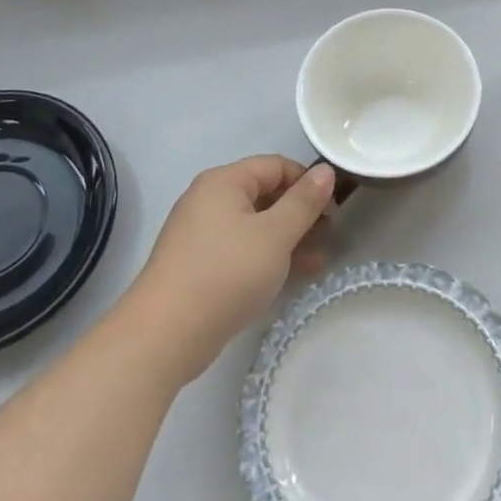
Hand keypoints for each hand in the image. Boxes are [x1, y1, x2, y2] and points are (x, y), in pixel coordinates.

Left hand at [127, 156, 335, 384]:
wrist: (166, 335)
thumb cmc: (227, 273)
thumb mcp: (275, 235)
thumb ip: (304, 202)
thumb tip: (325, 171)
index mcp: (224, 182)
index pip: (275, 165)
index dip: (308, 181)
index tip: (334, 207)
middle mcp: (208, 200)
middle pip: (265, 193)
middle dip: (300, 211)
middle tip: (330, 232)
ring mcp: (201, 234)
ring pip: (256, 225)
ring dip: (289, 236)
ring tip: (320, 255)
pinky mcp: (200, 265)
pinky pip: (242, 249)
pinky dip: (269, 255)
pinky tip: (295, 274)